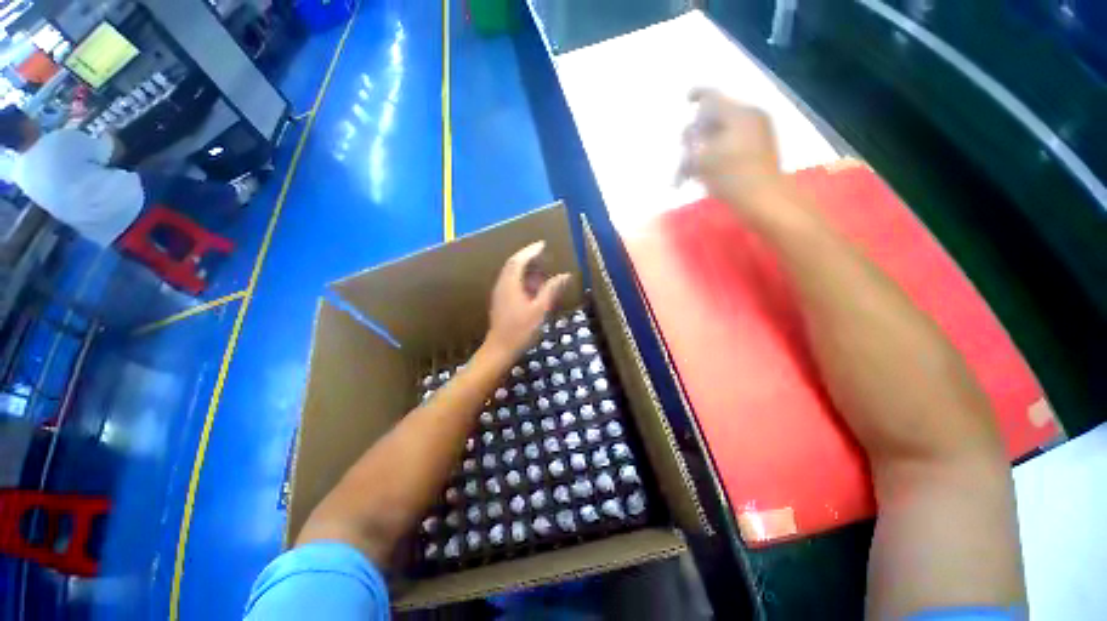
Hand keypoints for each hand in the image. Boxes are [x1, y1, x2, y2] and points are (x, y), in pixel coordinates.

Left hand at [485, 241, 571, 360]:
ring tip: (539, 267)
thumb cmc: (520, 330)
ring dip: (524, 267)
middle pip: (513, 264)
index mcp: (510, 284)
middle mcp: (502, 285)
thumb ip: (551, 290)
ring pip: (511, 273)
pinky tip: (531, 285)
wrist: (500, 349)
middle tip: (542, 253)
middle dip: (527, 256)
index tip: (543, 244)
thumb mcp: (540, 310)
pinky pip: (510, 282)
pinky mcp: (500, 301)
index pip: (519, 260)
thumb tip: (565, 275)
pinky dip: (521, 278)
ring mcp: (499, 293)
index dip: (531, 251)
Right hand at [678, 88, 782, 210]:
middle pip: (713, 118)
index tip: (687, 99)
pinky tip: (705, 173)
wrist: (765, 199)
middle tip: (684, 156)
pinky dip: (716, 154)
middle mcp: (749, 117)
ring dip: (702, 150)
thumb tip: (690, 135)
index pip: (712, 97)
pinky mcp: (759, 148)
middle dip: (695, 136)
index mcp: (738, 114)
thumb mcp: (702, 160)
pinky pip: (731, 143)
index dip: (697, 95)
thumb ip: (692, 142)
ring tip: (689, 174)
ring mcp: (757, 132)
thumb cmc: (732, 178)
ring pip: (720, 134)